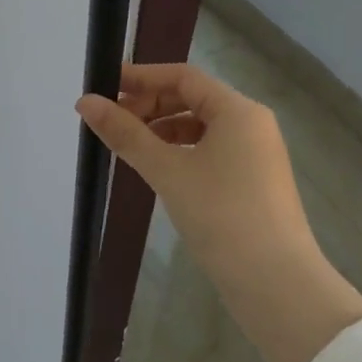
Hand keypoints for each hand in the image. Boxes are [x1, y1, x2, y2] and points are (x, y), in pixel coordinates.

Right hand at [77, 63, 361, 361]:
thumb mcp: (167, 170)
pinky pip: (209, 150)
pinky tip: (156, 169)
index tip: (103, 86)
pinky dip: (179, 151)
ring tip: (127, 147)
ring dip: (161, 129)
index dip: (141, 77)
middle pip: (191, 98)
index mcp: (238, 110)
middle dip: (148, 105)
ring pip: (199, 127)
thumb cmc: (222, 215)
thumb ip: (125, 133)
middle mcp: (251, 124)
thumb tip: (85, 102)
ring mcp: (255, 155)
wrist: (276, 284)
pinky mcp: (252, 182)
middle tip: (110, 122)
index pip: (182, 76)